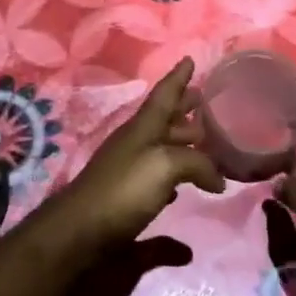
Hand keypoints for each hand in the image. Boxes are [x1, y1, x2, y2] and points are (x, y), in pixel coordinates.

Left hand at [49, 59, 224, 248]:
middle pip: (164, 123)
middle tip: (208, 104)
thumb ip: (196, 163)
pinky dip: (175, 191)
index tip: (190, 58)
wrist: (78, 237)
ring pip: (163, 155)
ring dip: (183, 147)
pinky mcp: (128, 209)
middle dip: (185, 111)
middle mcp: (136, 148)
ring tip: (207, 145)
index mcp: (142, 129)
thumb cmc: (122, 189)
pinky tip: (188, 200)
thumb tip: (218, 178)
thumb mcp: (164, 164)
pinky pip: (158, 193)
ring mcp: (130, 178)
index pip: (164, 95)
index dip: (178, 77)